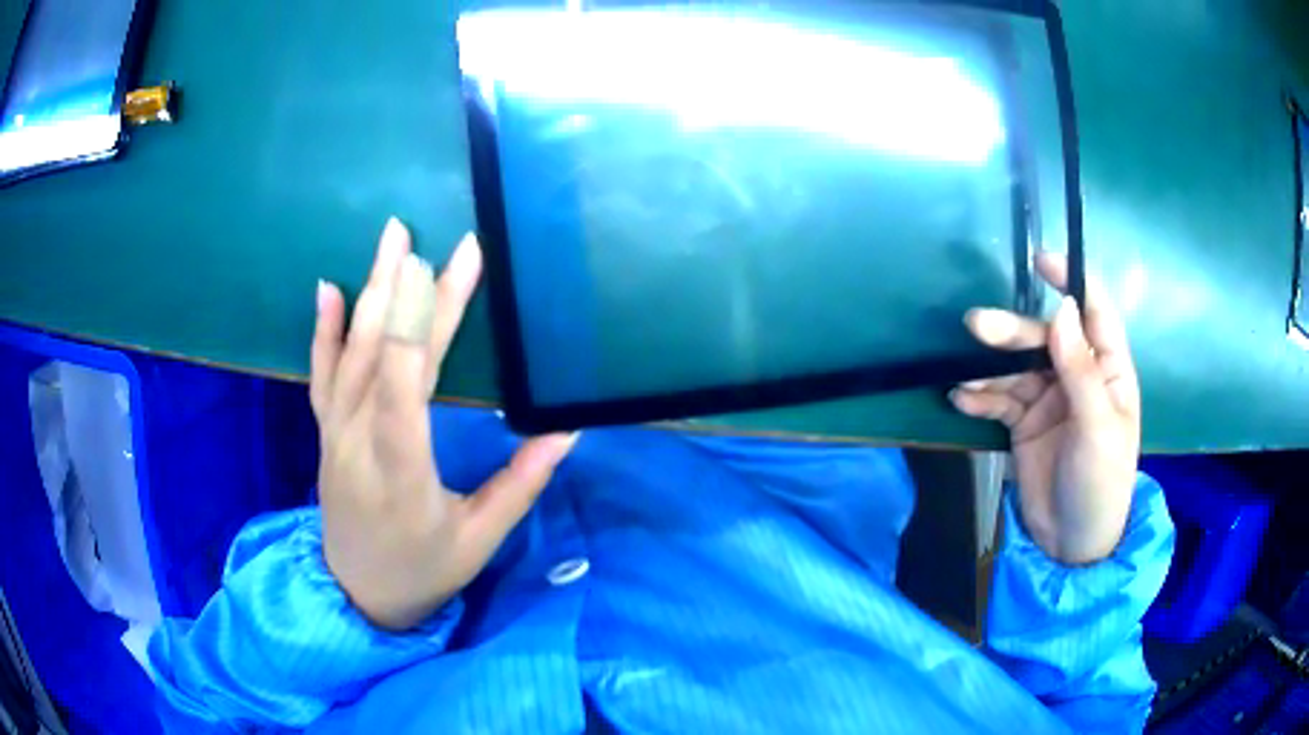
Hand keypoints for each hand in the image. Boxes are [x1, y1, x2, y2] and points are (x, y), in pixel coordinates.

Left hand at [311, 218, 575, 629]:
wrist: (358, 594)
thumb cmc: (424, 570)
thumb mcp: (479, 539)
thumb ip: (520, 483)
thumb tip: (566, 430)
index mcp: (401, 470)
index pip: (406, 385)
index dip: (423, 321)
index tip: (445, 267)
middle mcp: (359, 441)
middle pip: (382, 355)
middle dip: (406, 290)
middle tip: (425, 235)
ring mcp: (336, 433)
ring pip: (351, 353)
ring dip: (370, 292)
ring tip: (390, 239)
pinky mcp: (327, 432)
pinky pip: (321, 373)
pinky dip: (324, 329)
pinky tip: (329, 288)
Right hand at [950, 252, 1139, 564]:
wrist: (1072, 544)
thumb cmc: (1101, 483)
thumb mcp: (1097, 427)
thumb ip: (1080, 369)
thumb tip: (1062, 309)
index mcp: (1108, 371)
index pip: (1094, 313)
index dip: (1072, 282)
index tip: (1041, 261)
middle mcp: (1078, 376)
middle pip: (1044, 339)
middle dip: (1012, 333)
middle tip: (976, 326)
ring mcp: (1049, 399)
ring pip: (1016, 369)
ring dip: (988, 370)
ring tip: (961, 379)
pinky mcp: (1024, 424)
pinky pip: (1000, 401)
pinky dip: (980, 399)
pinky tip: (961, 401)